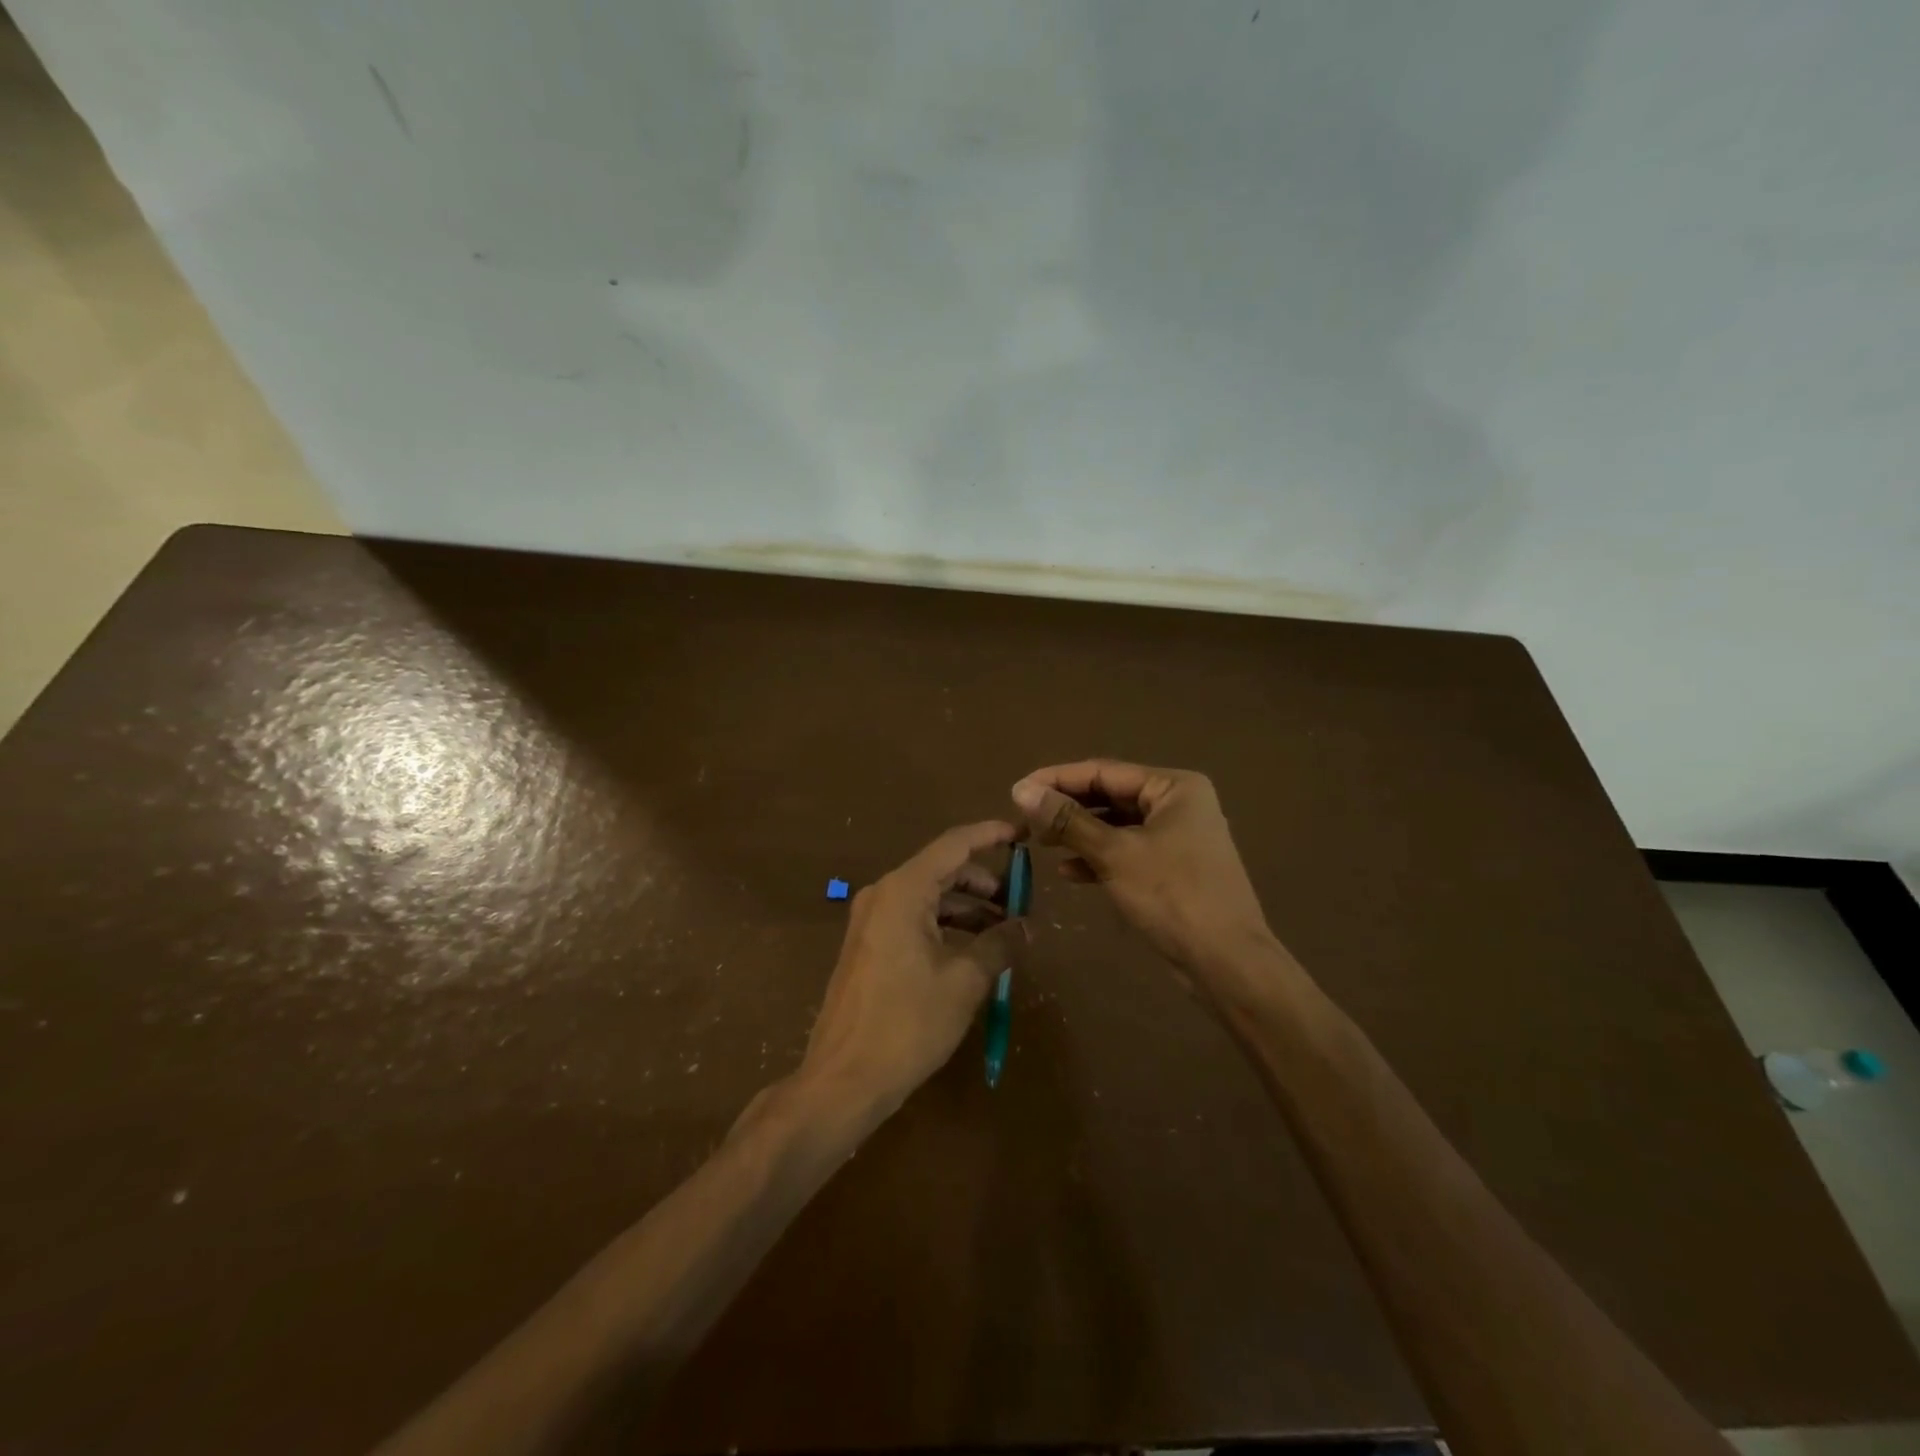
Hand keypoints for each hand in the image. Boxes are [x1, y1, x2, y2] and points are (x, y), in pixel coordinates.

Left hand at [800, 821, 1024, 1113]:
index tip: (1023, 834)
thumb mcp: (964, 982)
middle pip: (942, 870)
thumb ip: (1000, 945)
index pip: (955, 844)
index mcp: (903, 890)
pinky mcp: (868, 946)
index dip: (991, 835)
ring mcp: (871, 920)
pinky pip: (913, 919)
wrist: (843, 1079)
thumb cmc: (907, 1023)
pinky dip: (945, 926)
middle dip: (984, 882)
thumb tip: (1028, 926)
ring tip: (1004, 933)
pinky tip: (972, 951)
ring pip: (929, 897)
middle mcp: (883, 894)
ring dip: (967, 908)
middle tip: (1022, 901)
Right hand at [1011, 761, 1282, 1003]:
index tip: (1017, 790)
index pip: (1104, 771)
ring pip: (1117, 826)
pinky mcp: (1172, 869)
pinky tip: (1068, 872)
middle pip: (1110, 796)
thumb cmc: (1172, 896)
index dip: (1058, 779)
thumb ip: (1068, 820)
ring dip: (1079, 834)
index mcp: (1174, 787)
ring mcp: (1178, 838)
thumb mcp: (1114, 853)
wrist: (1227, 963)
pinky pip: (1127, 852)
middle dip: (1067, 808)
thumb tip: (1021, 790)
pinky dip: (1098, 858)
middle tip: (1024, 819)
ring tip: (1039, 843)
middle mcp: (1179, 804)